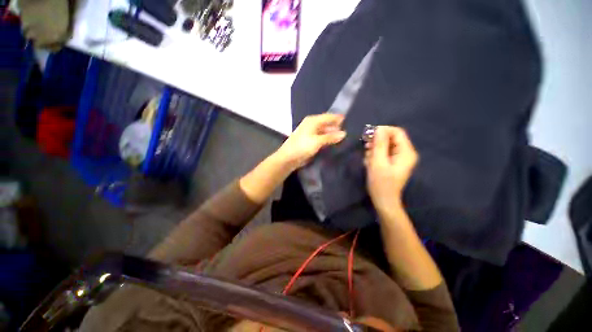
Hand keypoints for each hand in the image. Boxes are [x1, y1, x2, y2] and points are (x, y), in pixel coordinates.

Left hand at [275, 114, 346, 169]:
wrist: (288, 158)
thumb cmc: (302, 147)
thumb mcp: (317, 141)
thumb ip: (330, 137)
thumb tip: (344, 133)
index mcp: (312, 121)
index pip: (328, 117)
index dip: (337, 119)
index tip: (349, 121)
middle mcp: (311, 125)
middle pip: (326, 124)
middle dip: (336, 128)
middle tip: (348, 132)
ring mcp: (310, 134)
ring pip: (324, 132)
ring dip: (331, 135)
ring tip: (343, 139)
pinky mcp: (309, 142)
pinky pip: (321, 139)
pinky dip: (327, 140)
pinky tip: (333, 144)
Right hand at [365, 126, 417, 212]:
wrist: (384, 201)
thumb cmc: (381, 183)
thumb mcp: (378, 162)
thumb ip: (379, 145)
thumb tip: (378, 129)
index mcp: (406, 152)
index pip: (397, 132)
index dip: (383, 130)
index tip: (368, 135)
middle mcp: (405, 153)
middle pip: (391, 138)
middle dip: (377, 142)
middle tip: (366, 148)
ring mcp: (399, 158)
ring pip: (386, 146)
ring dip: (374, 150)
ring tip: (368, 159)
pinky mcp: (393, 163)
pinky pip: (384, 153)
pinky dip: (375, 155)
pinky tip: (370, 163)